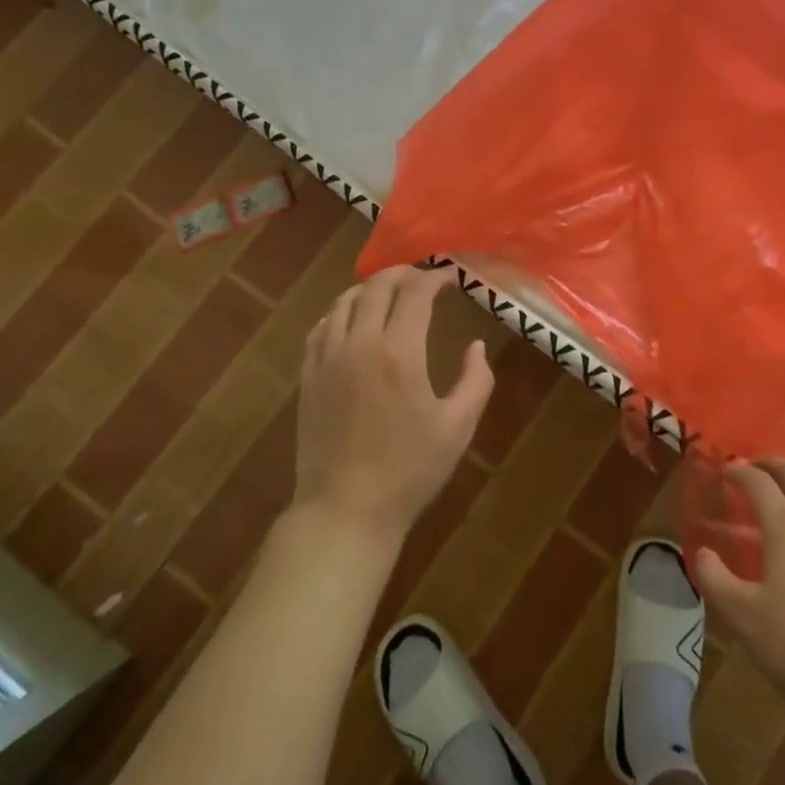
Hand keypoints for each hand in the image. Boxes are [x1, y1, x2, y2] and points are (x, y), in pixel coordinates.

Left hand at [294, 266, 493, 545]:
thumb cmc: (409, 471)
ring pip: (344, 302)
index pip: (415, 294)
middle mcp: (360, 344)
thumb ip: (476, 380)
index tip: (450, 279)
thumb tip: (476, 346)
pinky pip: (321, 328)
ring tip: (388, 293)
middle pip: (376, 287)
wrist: (345, 511)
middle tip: (422, 279)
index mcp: (400, 353)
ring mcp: (327, 359)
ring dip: (370, 288)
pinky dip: (340, 312)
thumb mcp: (458, 427)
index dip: (435, 279)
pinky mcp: (308, 377)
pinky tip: (352, 321)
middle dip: (402, 274)